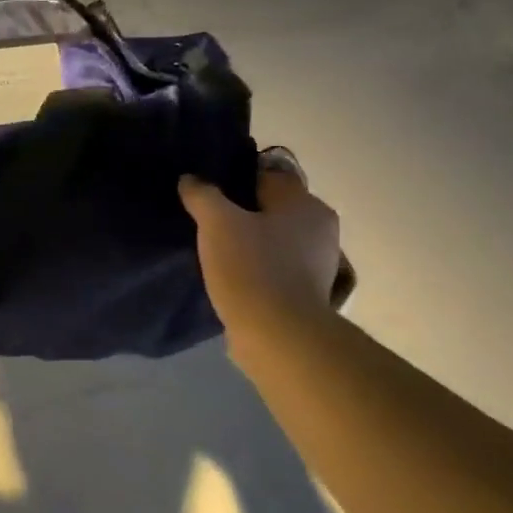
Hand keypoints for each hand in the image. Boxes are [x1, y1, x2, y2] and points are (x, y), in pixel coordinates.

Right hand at [180, 159, 341, 338]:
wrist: (278, 337)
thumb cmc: (251, 268)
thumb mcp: (216, 222)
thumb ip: (202, 194)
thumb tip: (191, 179)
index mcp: (305, 204)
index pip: (269, 175)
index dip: (237, 178)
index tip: (209, 190)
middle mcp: (320, 229)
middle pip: (273, 208)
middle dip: (244, 212)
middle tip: (208, 219)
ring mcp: (318, 265)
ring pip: (275, 240)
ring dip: (252, 242)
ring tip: (216, 249)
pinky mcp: (308, 294)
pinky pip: (277, 268)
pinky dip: (258, 268)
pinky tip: (232, 275)